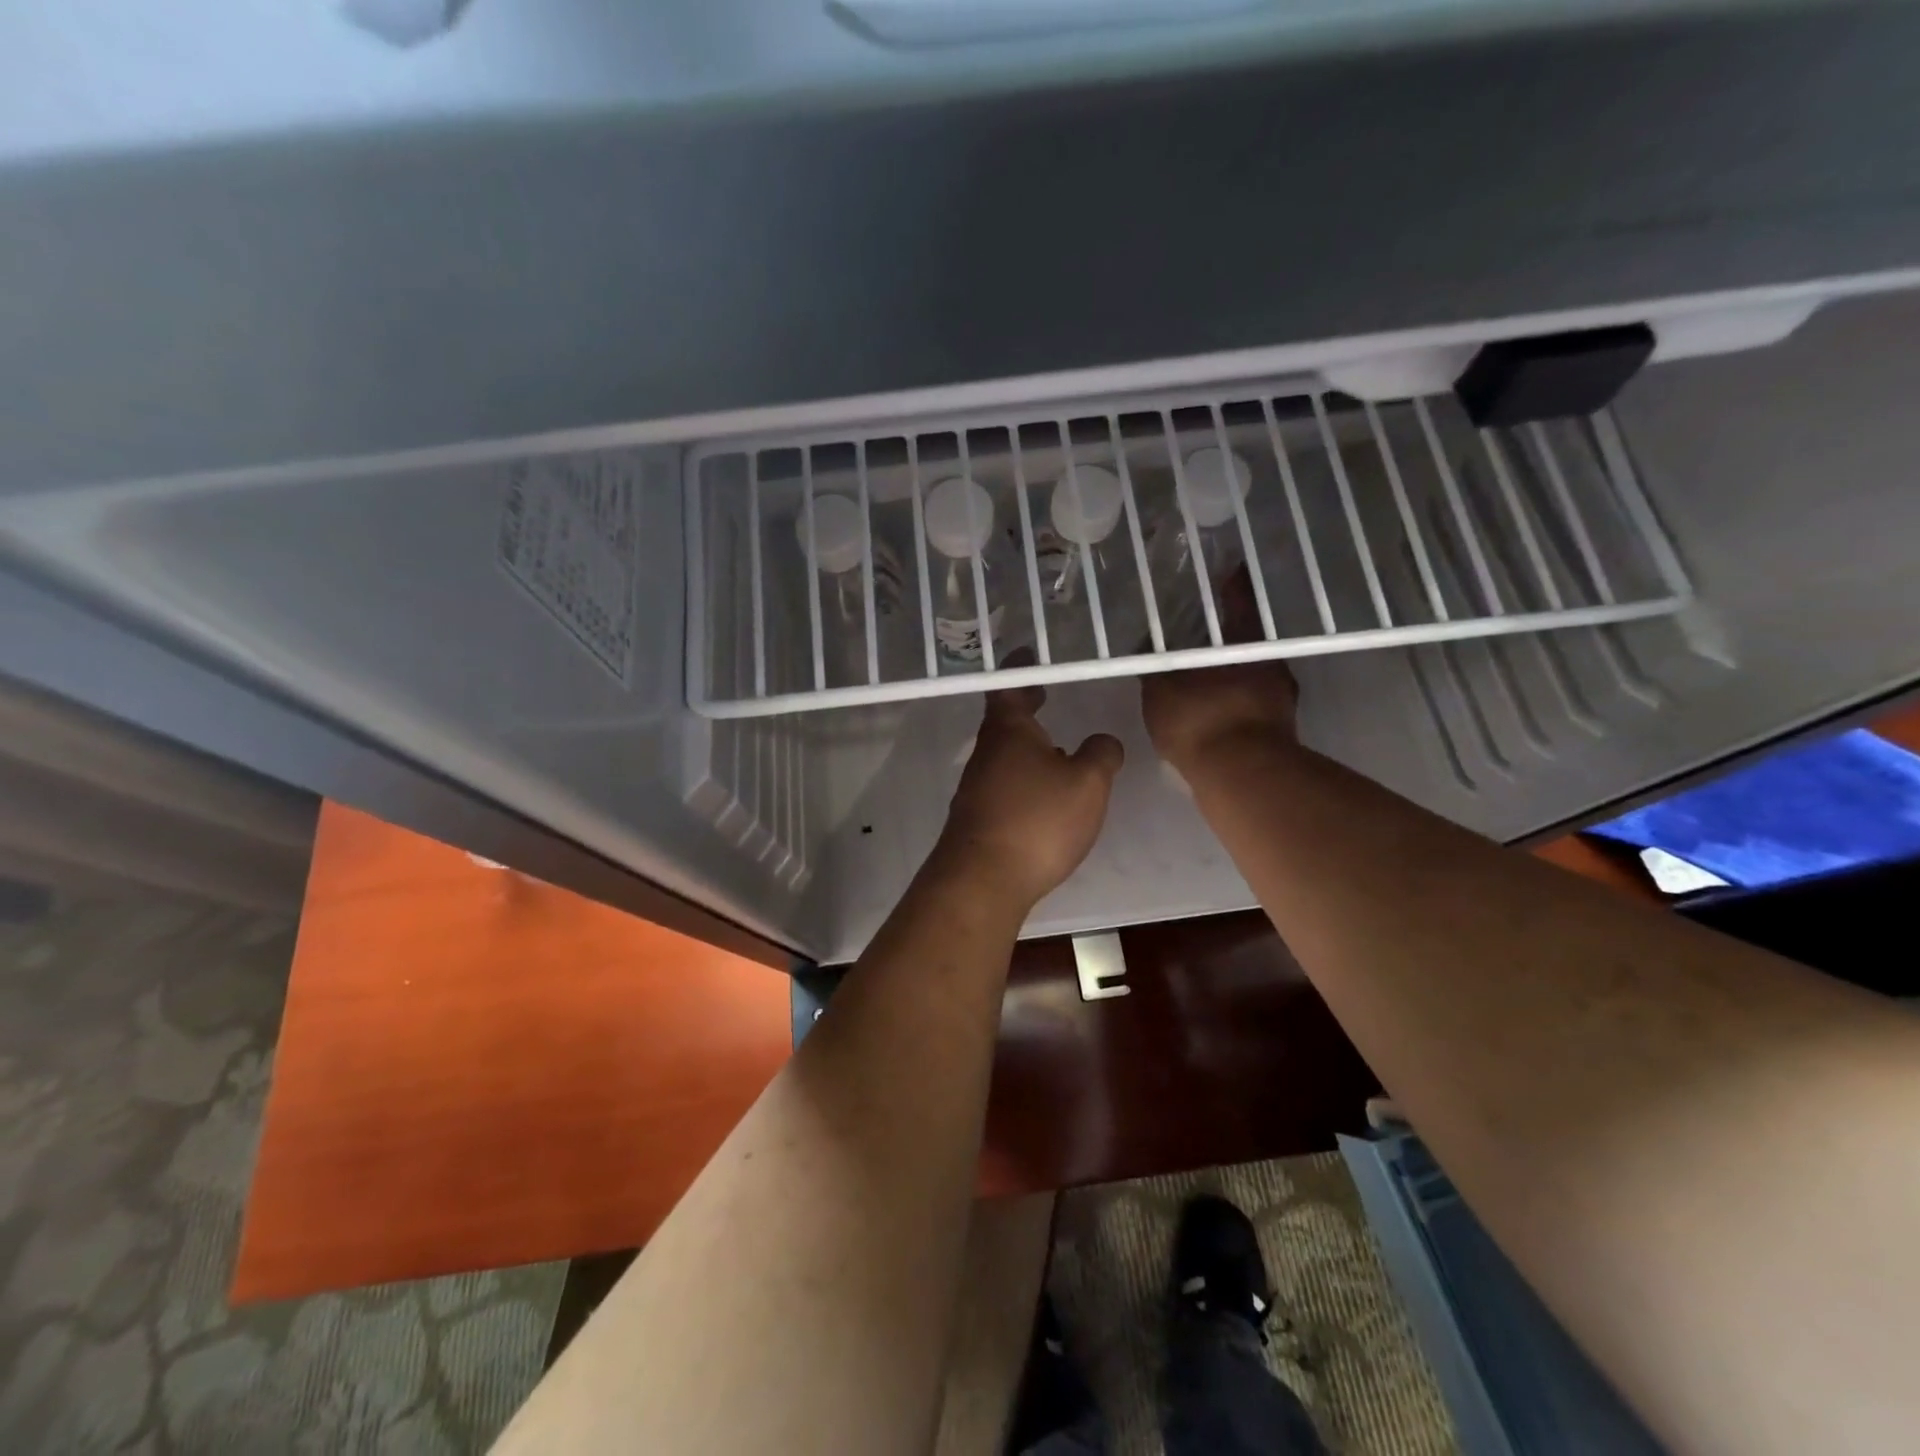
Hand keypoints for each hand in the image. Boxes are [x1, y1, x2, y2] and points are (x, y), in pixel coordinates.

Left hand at [937, 686, 1123, 908]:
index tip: (1031, 656)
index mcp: (1009, 731)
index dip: (1021, 668)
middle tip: (1046, 696)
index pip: (1010, 685)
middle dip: (1026, 707)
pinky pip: (1004, 784)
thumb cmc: (1037, 820)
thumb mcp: (1087, 783)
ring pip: (1004, 754)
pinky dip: (1023, 777)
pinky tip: (1043, 796)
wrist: (982, 880)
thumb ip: (1101, 755)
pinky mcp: (978, 818)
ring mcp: (977, 787)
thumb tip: (1103, 741)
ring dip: (1026, 745)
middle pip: (1005, 720)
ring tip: (1056, 748)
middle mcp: (986, 753)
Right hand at [1141, 569, 1298, 769]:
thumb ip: (1152, 667)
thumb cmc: (1200, 720)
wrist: (1241, 776)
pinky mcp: (1279, 730)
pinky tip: (1216, 710)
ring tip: (1204, 675)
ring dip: (1232, 671)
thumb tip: (1144, 645)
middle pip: (1248, 639)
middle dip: (1227, 635)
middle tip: (1203, 630)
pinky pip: (1252, 703)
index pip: (1241, 600)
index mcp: (1245, 642)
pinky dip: (1236, 701)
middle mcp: (1270, 662)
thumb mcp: (1161, 690)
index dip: (1233, 584)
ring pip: (1253, 672)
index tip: (1226, 571)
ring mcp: (1280, 698)